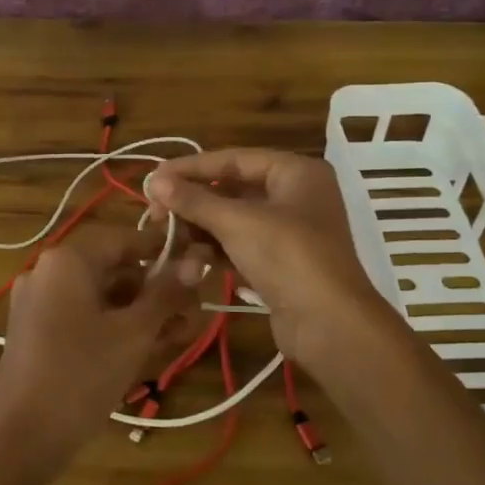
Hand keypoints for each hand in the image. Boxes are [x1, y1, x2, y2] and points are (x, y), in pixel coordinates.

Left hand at [0, 227, 207, 479]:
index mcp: (67, 260)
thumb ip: (166, 294)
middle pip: (113, 269)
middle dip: (155, 289)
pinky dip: (114, 326)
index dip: (162, 250)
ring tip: (179, 334)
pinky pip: (83, 316)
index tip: (197, 265)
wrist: (21, 439)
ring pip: (101, 296)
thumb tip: (196, 262)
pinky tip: (148, 347)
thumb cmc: (81, 375)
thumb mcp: (133, 333)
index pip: (124, 239)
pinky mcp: (36, 332)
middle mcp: (48, 272)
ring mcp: (38, 303)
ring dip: (140, 311)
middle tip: (193, 312)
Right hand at [145, 149, 394, 376]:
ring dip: (199, 233)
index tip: (154, 178)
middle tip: (155, 215)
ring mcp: (289, 232)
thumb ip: (194, 200)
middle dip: (192, 204)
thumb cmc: (288, 257)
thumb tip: (154, 180)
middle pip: (232, 190)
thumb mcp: (237, 223)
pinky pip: (240, 247)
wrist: (330, 326)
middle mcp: (295, 195)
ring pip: (233, 221)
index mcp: (296, 172)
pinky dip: (215, 253)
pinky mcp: (280, 264)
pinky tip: (190, 266)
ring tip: (168, 246)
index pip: (234, 159)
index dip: (191, 168)